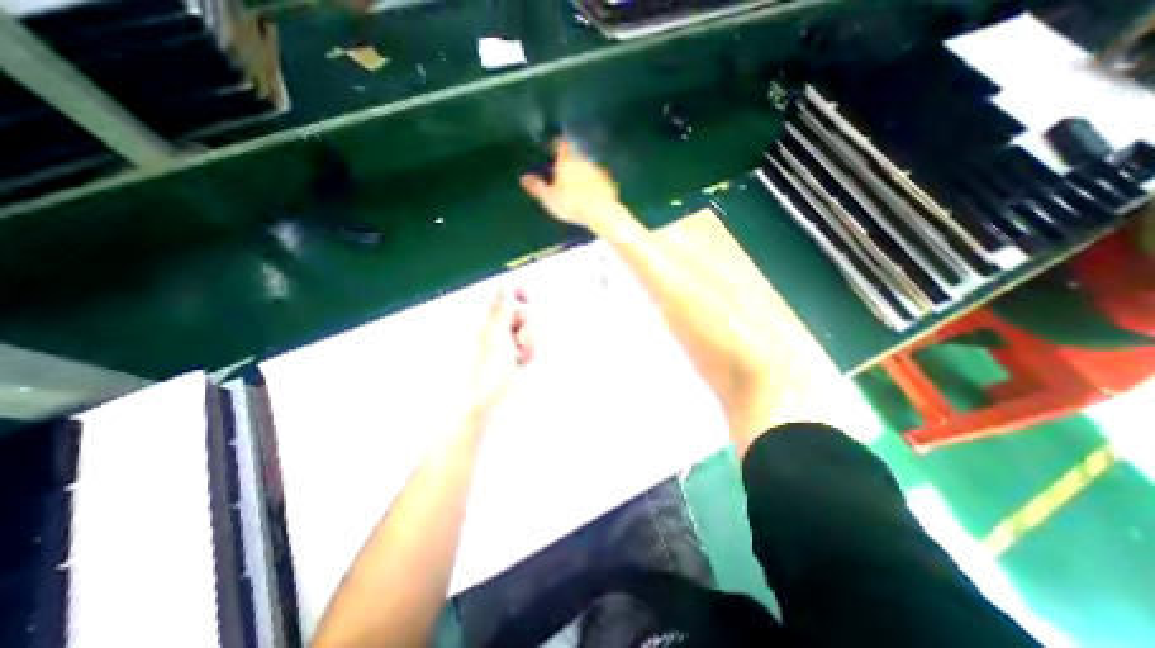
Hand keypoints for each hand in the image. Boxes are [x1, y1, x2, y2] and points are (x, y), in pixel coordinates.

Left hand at [469, 286, 537, 418]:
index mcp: (490, 322)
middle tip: (518, 338)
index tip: (526, 296)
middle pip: (521, 313)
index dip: (516, 293)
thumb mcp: (498, 337)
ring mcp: (510, 343)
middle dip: (525, 324)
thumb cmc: (490, 369)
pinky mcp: (518, 355)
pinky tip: (522, 361)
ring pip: (528, 330)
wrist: (490, 399)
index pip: (504, 298)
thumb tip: (506, 289)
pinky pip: (530, 345)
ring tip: (519, 354)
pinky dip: (529, 351)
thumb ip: (504, 312)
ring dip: (528, 340)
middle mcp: (500, 330)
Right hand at [522, 139, 622, 230]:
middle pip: (575, 154)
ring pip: (587, 166)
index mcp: (567, 160)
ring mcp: (598, 170)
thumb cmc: (571, 203)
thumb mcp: (549, 198)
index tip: (553, 148)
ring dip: (582, 171)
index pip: (561, 144)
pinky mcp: (608, 181)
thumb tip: (523, 178)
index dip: (557, 144)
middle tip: (563, 170)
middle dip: (570, 160)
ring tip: (577, 183)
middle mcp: (583, 159)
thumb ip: (537, 187)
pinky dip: (593, 183)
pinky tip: (591, 193)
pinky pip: (598, 179)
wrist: (600, 212)